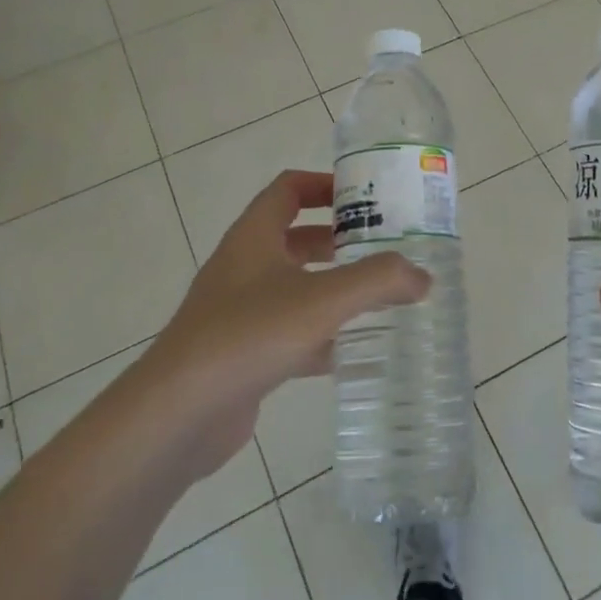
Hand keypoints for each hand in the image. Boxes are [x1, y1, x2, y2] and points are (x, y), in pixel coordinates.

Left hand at [143, 170, 429, 477]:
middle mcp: (244, 267)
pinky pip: (290, 332)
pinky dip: (321, 336)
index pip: (288, 189)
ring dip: (333, 288)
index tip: (366, 196)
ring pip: (295, 287)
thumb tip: (422, 276)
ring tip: (379, 297)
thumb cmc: (248, 335)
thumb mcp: (323, 299)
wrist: (178, 414)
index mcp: (254, 237)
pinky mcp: (242, 354)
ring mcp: (239, 312)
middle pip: (295, 238)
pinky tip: (353, 352)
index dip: (325, 185)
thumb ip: (378, 281)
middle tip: (383, 248)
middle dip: (339, 240)